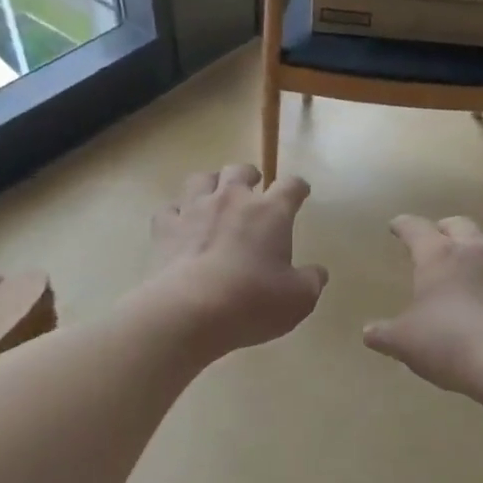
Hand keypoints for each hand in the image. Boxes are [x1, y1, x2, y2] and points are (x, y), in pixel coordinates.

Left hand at [141, 165, 327, 356]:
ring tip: (214, 194)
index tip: (301, 191)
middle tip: (253, 186)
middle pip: (240, 171)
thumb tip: (317, 272)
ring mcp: (194, 210)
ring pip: (201, 179)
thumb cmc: (252, 302)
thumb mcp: (298, 299)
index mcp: (270, 212)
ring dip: (211, 184)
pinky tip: (179, 223)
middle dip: (249, 175)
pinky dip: (176, 213)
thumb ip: (311, 281)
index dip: (298, 187)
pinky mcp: (165, 228)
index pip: (290, 186)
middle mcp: (231, 200)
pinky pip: (169, 209)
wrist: (189, 311)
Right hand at [364, 216, 482, 395]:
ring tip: (474, 256)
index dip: (404, 225)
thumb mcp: (404, 342)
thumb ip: (384, 333)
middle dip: (444, 228)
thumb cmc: (448, 342)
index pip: (416, 228)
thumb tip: (369, 333)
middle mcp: (473, 250)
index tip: (396, 226)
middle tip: (436, 239)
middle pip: (459, 223)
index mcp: (437, 255)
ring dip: (481, 242)